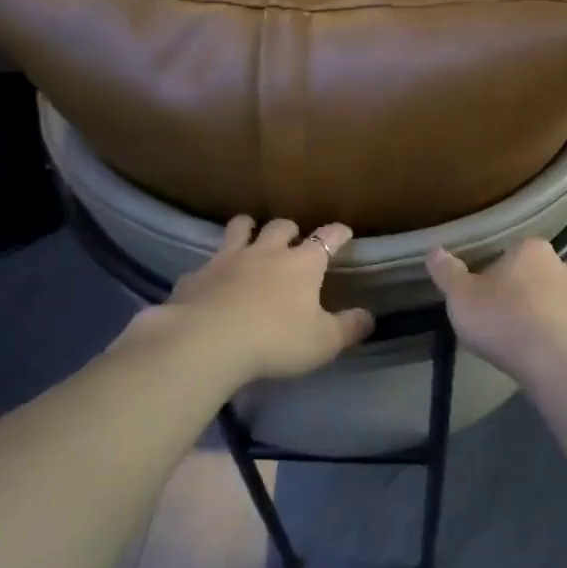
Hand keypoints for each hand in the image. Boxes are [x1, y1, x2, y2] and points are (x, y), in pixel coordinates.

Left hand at [123, 216, 373, 385]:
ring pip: (240, 228)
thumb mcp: (323, 342)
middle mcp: (267, 252)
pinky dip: (214, 267)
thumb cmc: (275, 340)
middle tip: (293, 241)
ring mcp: (229, 259)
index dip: (338, 233)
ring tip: (251, 237)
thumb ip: (348, 328)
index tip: (344, 232)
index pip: (327, 238)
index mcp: (302, 264)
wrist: (206, 341)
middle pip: (281, 226)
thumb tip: (369, 317)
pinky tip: (212, 281)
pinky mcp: (197, 274)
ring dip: (249, 229)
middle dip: (290, 230)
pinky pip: (207, 262)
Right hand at [425, 238, 566, 390]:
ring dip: (545, 318)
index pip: (511, 252)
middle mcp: (565, 266)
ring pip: (559, 303)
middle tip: (501, 321)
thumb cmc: (506, 322)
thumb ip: (447, 272)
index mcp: (532, 250)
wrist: (562, 367)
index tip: (483, 296)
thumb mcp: (462, 298)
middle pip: (537, 276)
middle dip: (522, 294)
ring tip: (523, 345)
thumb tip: (434, 248)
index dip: (495, 273)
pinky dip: (563, 342)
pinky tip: (547, 361)